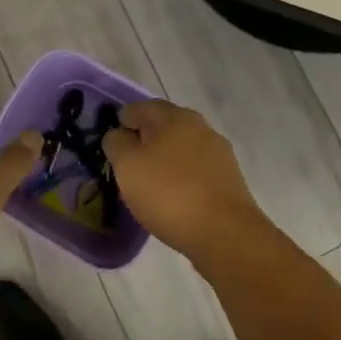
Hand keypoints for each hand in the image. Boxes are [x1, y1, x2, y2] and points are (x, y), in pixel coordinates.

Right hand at [102, 100, 271, 264]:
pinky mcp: (228, 178)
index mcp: (174, 116)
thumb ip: (117, 143)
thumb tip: (119, 134)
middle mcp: (200, 126)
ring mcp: (218, 152)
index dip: (122, 122)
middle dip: (144, 140)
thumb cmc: (169, 193)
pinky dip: (181, 177)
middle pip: (164, 126)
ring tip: (149, 184)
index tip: (112, 146)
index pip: (140, 108)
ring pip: (182, 148)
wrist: (225, 232)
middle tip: (127, 164)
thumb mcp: (128, 166)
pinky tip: (173, 197)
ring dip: (164, 159)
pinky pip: (196, 169)